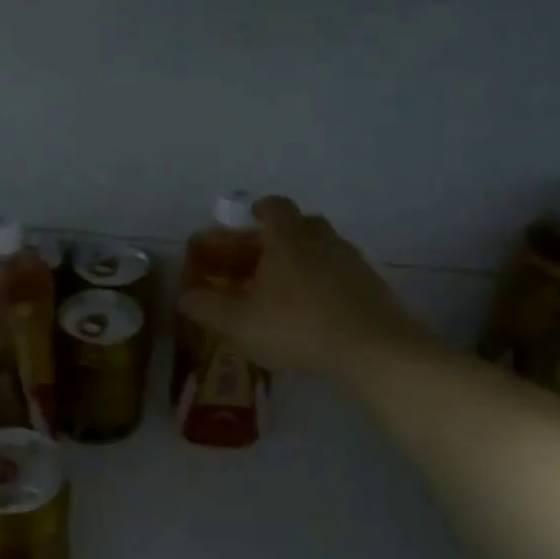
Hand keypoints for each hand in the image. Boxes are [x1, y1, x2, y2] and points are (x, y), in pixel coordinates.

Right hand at [177, 197, 425, 383]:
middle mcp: (322, 240)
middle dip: (275, 238)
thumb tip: (184, 297)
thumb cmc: (298, 325)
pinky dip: (321, 284)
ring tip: (281, 288)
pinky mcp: (372, 289)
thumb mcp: (240, 320)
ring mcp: (352, 263)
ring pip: (321, 250)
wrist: (375, 350)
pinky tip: (311, 311)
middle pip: (299, 225)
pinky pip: (339, 275)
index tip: (249, 216)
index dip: (259, 209)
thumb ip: (208, 307)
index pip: (274, 207)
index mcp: (288, 238)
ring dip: (300, 261)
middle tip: (257, 257)